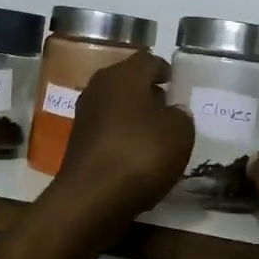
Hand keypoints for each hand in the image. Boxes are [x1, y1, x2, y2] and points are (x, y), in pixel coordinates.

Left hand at [46, 51, 194, 246]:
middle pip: (128, 81)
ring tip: (156, 134)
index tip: (175, 82)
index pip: (148, 60)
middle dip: (148, 92)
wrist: (91, 198)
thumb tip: (172, 112)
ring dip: (134, 116)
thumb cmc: (140, 154)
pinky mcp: (78, 142)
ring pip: (116, 106)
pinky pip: (107, 130)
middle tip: (168, 107)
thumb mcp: (179, 133)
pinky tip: (136, 155)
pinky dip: (122, 137)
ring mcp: (85, 115)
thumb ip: (180, 116)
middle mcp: (99, 87)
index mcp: (124, 75)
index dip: (164, 69)